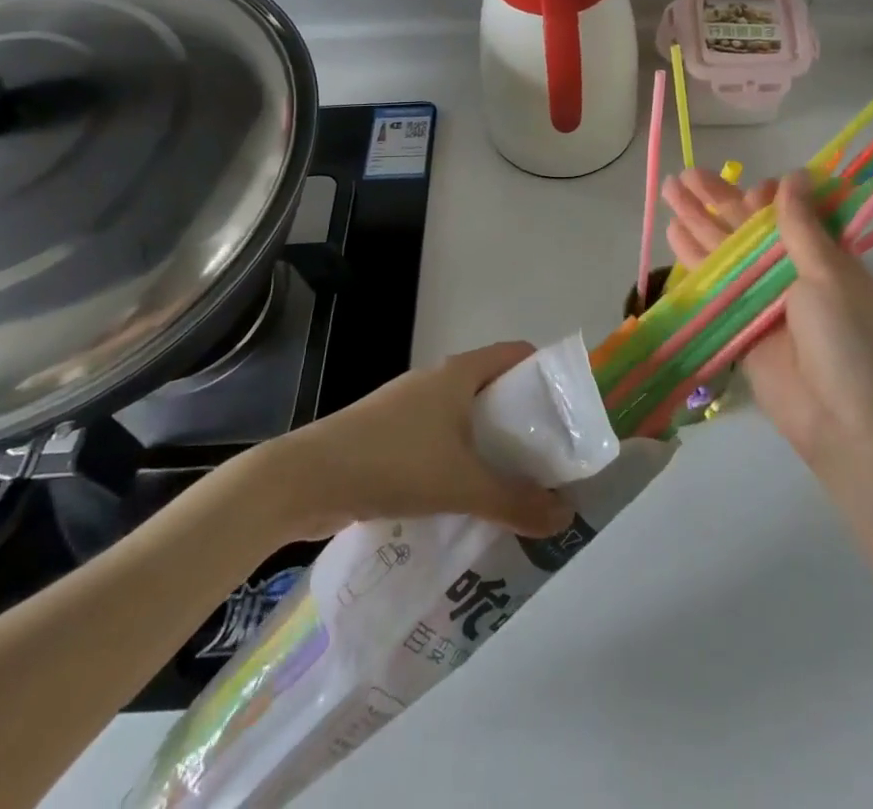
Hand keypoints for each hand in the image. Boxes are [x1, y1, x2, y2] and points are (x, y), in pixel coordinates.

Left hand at [267, 343, 571, 538]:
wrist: (305, 479)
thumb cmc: (392, 462)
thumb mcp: (461, 484)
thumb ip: (515, 502)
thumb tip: (565, 517)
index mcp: (457, 374)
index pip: (514, 354)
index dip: (544, 371)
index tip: (567, 407)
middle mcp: (435, 381)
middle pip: (491, 387)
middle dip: (521, 417)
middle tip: (549, 456)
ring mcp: (407, 408)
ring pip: (462, 417)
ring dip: (488, 442)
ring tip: (514, 481)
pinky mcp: (387, 436)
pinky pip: (437, 439)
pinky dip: (458, 459)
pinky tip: (464, 497)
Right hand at [661, 169, 872, 469]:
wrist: (844, 421)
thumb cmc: (846, 339)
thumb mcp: (828, 274)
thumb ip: (801, 226)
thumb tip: (792, 176)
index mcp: (823, 256)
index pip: (788, 213)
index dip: (765, 198)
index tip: (751, 191)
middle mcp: (790, 272)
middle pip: (747, 227)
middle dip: (717, 198)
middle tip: (685, 173)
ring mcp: (762, 298)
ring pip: (724, 250)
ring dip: (697, 220)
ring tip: (669, 190)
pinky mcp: (739, 324)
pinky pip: (713, 283)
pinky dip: (694, 259)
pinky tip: (673, 233)